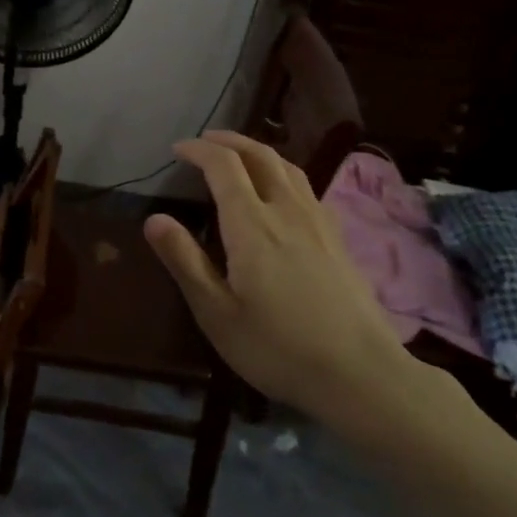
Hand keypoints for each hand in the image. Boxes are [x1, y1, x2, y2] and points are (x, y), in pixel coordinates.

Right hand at [144, 132, 423, 433]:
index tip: (177, 150)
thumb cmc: (279, 347)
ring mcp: (318, 222)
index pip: (224, 166)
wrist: (363, 375)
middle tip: (204, 142)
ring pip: (287, 167)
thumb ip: (185, 261)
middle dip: (229, 141)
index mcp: (252, 225)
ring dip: (257, 151)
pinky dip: (282, 172)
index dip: (198, 150)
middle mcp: (287, 211)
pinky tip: (279, 192)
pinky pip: (305, 186)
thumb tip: (154, 218)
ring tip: (238, 156)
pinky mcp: (338, 239)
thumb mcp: (217, 313)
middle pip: (260, 155)